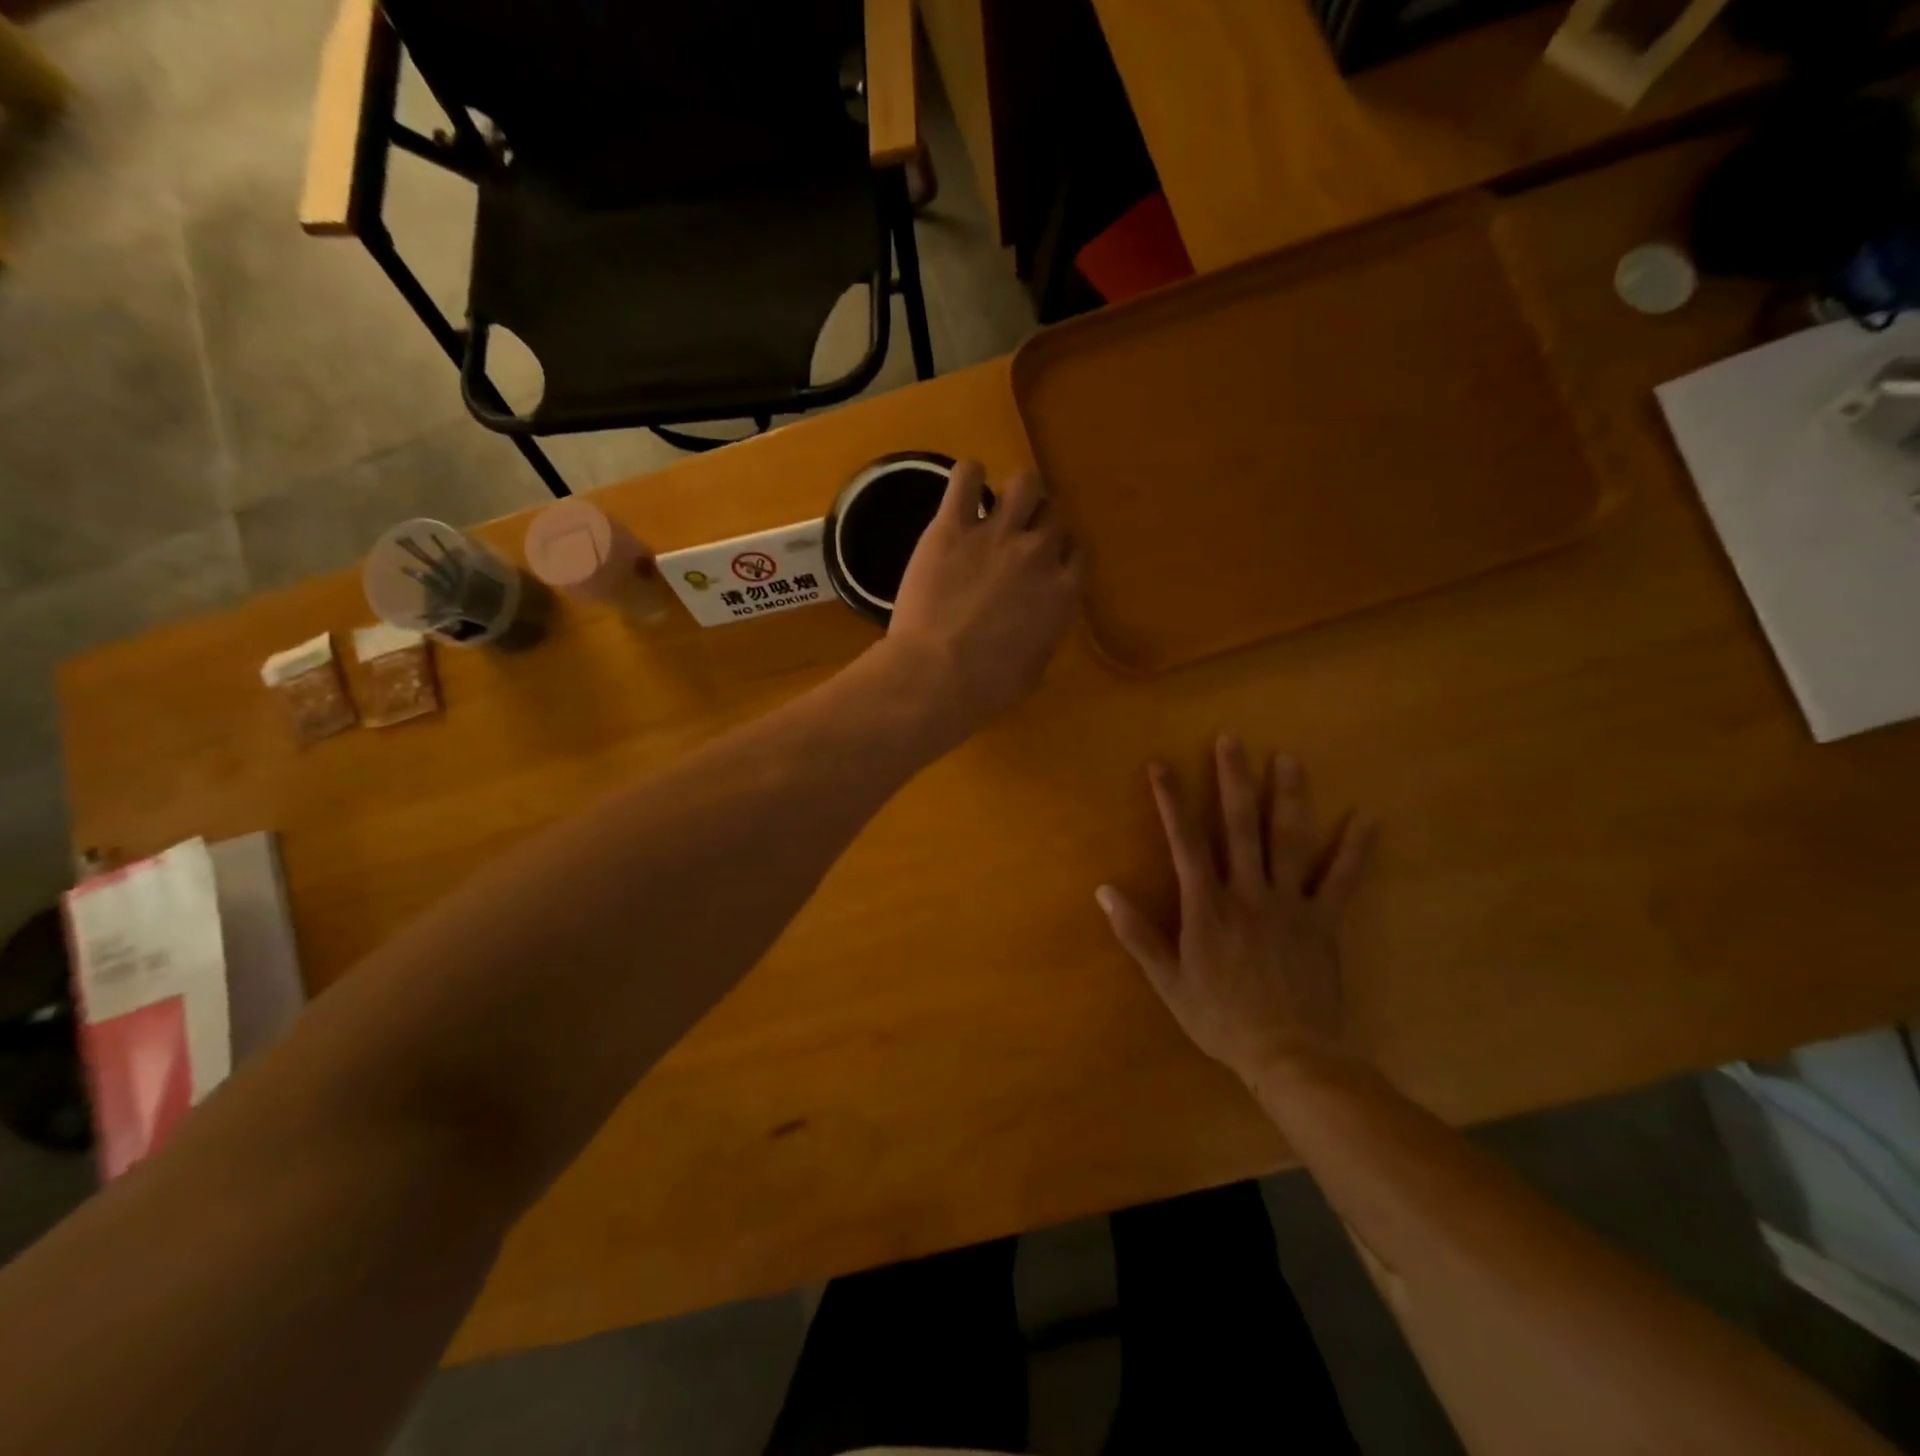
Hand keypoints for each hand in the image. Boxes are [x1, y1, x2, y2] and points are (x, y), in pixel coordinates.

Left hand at [886, 460, 1078, 736]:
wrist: (938, 675)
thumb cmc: (987, 687)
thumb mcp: (1032, 670)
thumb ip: (1044, 638)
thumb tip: (1041, 628)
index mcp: (1062, 592)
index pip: (1078, 553)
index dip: (1063, 553)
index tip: (1050, 561)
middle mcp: (1037, 554)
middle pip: (1055, 515)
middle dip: (1041, 522)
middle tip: (1020, 536)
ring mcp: (996, 535)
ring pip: (1024, 483)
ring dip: (1017, 491)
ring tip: (999, 503)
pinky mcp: (951, 526)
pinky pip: (966, 476)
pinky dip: (968, 475)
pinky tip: (964, 487)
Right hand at [1096, 737, 1375, 1086]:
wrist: (1289, 1055)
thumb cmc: (1220, 1018)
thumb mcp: (1167, 981)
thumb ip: (1137, 933)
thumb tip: (1104, 890)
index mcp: (1206, 906)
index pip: (1184, 841)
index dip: (1171, 800)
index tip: (1162, 764)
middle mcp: (1247, 892)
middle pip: (1240, 826)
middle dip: (1233, 780)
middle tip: (1233, 739)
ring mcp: (1290, 904)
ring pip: (1289, 841)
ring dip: (1289, 797)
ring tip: (1289, 759)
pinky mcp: (1324, 921)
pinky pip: (1341, 879)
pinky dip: (1355, 848)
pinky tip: (1367, 816)